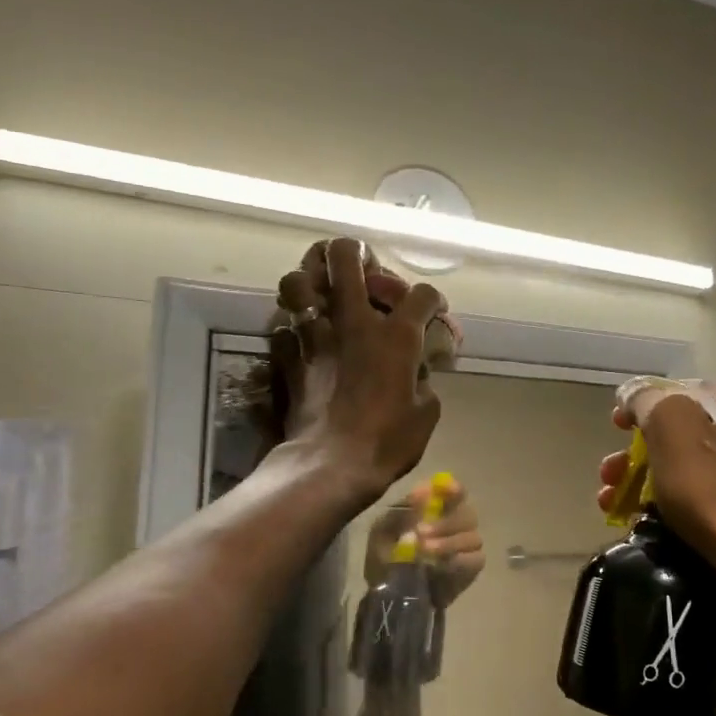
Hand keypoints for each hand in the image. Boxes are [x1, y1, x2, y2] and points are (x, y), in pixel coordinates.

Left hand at [271, 238, 443, 500]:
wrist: (331, 464)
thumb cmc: (388, 441)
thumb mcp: (426, 412)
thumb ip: (424, 379)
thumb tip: (417, 371)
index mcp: (396, 335)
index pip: (422, 295)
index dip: (432, 300)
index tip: (433, 314)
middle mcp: (353, 322)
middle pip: (344, 256)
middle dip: (353, 251)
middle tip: (360, 264)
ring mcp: (315, 336)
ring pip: (298, 281)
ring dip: (309, 280)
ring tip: (320, 292)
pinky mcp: (288, 357)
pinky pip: (282, 326)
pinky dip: (291, 327)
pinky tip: (301, 338)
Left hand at [365, 477, 485, 607]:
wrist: (388, 597)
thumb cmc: (385, 557)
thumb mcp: (384, 532)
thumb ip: (403, 510)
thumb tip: (423, 489)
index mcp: (434, 509)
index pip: (455, 491)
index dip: (454, 489)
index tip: (448, 491)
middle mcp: (455, 523)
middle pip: (467, 513)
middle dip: (445, 522)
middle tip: (421, 533)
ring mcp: (466, 545)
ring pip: (472, 537)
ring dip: (449, 543)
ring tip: (425, 553)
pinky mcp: (471, 567)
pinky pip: (476, 558)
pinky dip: (459, 561)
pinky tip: (441, 567)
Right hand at [598, 385, 715, 623]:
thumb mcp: (676, 434)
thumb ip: (650, 402)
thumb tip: (633, 393)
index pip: (682, 392)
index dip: (642, 407)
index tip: (615, 430)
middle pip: (685, 434)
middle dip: (639, 454)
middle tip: (609, 476)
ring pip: (694, 471)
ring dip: (649, 484)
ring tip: (614, 507)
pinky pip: (709, 504)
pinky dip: (676, 510)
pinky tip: (649, 526)